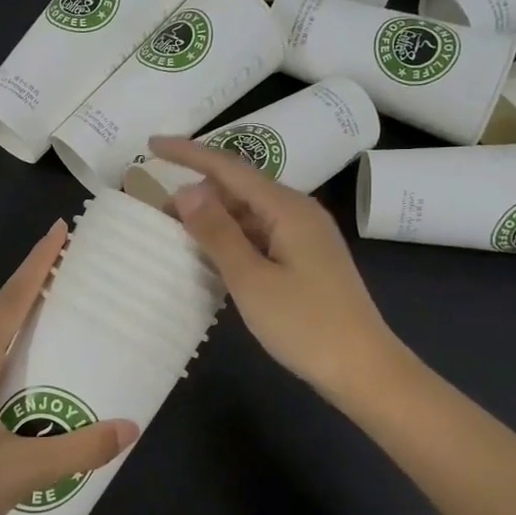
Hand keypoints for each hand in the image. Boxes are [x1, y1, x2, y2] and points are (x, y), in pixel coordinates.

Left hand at [0, 222, 138, 514]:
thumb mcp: (23, 471)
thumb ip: (78, 450)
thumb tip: (129, 428)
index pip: (10, 302)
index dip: (37, 264)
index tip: (58, 231)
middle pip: (1, 315)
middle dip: (34, 287)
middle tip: (69, 270)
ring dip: (22, 323)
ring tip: (57, 316)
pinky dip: (13, 356)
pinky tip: (30, 378)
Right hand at [148, 135, 402, 399]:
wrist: (363, 369)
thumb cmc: (305, 324)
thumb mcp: (251, 279)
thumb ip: (217, 232)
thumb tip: (186, 190)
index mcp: (287, 208)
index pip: (229, 167)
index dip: (188, 153)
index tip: (151, 145)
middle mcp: (298, 212)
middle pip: (240, 188)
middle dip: (198, 193)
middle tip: (157, 212)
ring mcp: (305, 237)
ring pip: (250, 214)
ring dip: (214, 220)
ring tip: (176, 235)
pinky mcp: (306, 260)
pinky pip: (261, 236)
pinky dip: (233, 240)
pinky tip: (212, 258)